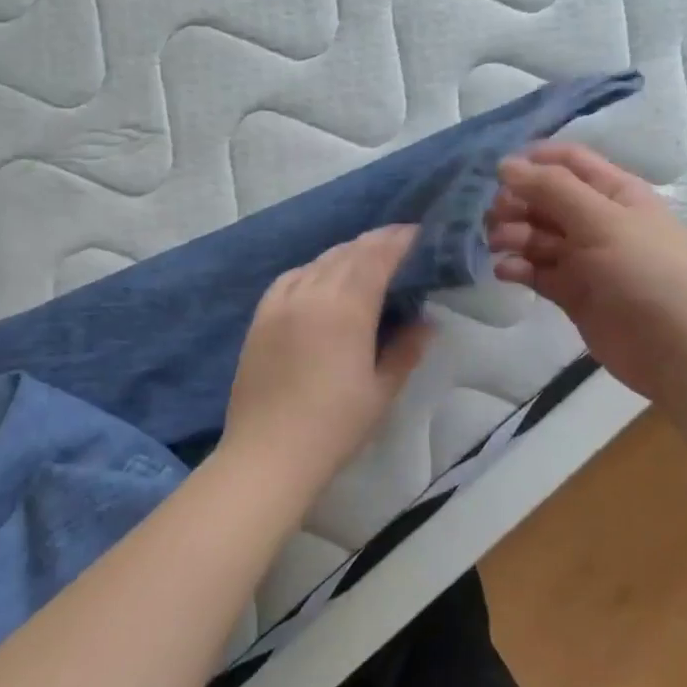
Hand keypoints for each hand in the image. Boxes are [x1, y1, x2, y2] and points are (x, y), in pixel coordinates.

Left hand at [221, 226, 433, 484]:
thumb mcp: (382, 390)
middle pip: (347, 253)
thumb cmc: (334, 426)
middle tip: (399, 243)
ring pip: (317, 262)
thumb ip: (406, 349)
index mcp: (346, 307)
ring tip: (365, 259)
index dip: (398, 240)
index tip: (418, 233)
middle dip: (375, 243)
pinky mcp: (260, 317)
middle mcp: (311, 293)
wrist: (268, 452)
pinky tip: (320, 280)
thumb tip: (426, 322)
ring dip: (345, 254)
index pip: (376, 257)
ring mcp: (280, 302)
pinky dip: (312, 270)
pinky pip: (290, 278)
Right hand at [487, 142, 686, 400]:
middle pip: (545, 199)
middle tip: (496, 218)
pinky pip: (537, 271)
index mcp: (613, 192)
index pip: (567, 162)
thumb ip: (551, 189)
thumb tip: (504, 165)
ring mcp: (584, 258)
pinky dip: (518, 268)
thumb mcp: (601, 220)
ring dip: (513, 235)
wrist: (681, 348)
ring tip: (499, 246)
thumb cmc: (647, 272)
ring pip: (536, 235)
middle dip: (516, 203)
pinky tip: (506, 272)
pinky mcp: (572, 292)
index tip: (496, 173)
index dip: (532, 162)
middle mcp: (597, 220)